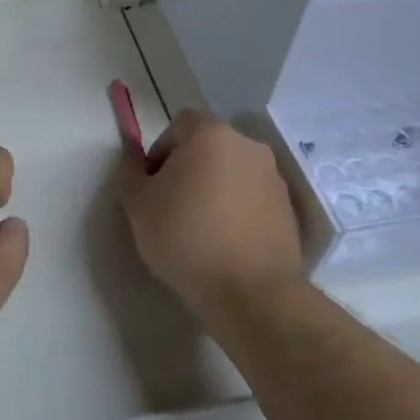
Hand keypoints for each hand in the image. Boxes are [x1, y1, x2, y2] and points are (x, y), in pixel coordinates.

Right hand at [117, 111, 308, 315]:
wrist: (251, 293)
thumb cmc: (186, 237)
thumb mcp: (137, 204)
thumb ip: (129, 171)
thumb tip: (133, 157)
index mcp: (211, 133)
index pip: (179, 125)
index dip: (161, 151)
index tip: (154, 186)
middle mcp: (248, 146)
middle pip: (208, 147)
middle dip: (189, 169)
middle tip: (172, 207)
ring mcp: (273, 178)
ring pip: (232, 173)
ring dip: (215, 190)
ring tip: (200, 229)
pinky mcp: (289, 211)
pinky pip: (252, 199)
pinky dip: (237, 212)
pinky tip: (226, 244)